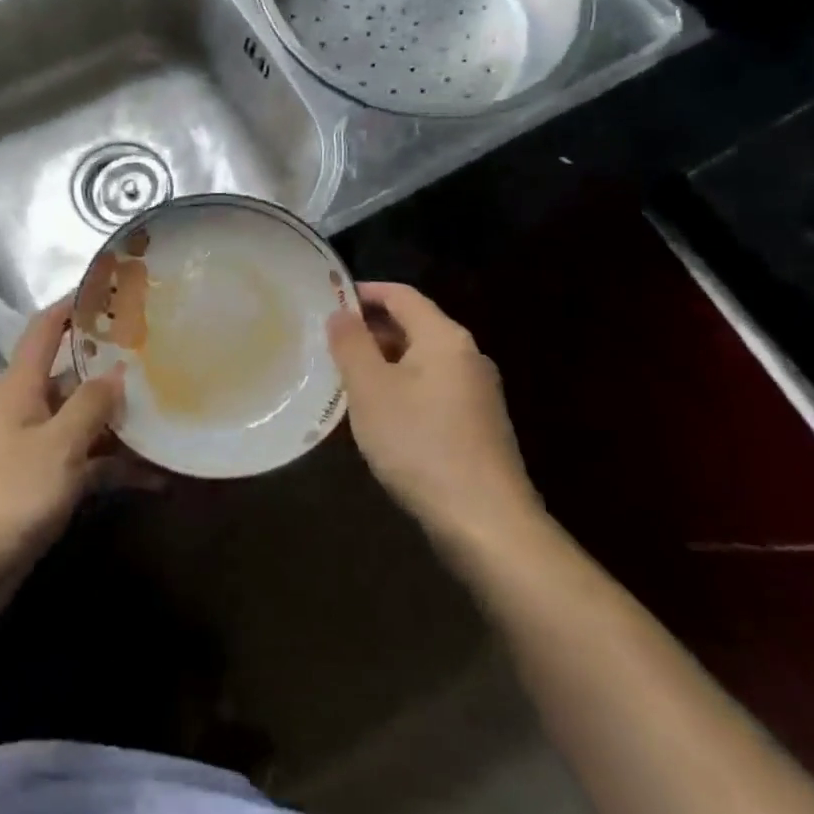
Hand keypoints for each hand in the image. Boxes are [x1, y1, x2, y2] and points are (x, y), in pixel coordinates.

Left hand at [0, 301, 136, 613]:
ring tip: (172, 415)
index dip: (75, 304)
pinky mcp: (43, 486)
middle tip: (163, 356)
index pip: (46, 328)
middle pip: (73, 375)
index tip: (114, 289)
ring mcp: (35, 449)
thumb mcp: (57, 445)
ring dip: (121, 422)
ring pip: (84, 422)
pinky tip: (157, 477)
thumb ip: (90, 405)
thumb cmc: (7, 494)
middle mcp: (28, 409)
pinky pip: (86, 464)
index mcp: (21, 386)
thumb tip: (117, 371)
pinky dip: (115, 467)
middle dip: (113, 367)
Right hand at [327, 283, 542, 546]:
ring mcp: (477, 392)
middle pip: (413, 326)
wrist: (485, 521)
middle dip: (370, 330)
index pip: (401, 295)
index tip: (328, 299)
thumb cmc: (419, 443)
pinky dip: (401, 388)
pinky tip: (378, 415)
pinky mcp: (477, 424)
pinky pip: (431, 389)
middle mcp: (467, 356)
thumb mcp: (370, 389)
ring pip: (421, 360)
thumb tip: (340, 313)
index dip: (364, 292)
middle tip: (329, 343)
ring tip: (345, 379)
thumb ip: (351, 344)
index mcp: (444, 338)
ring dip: (383, 362)